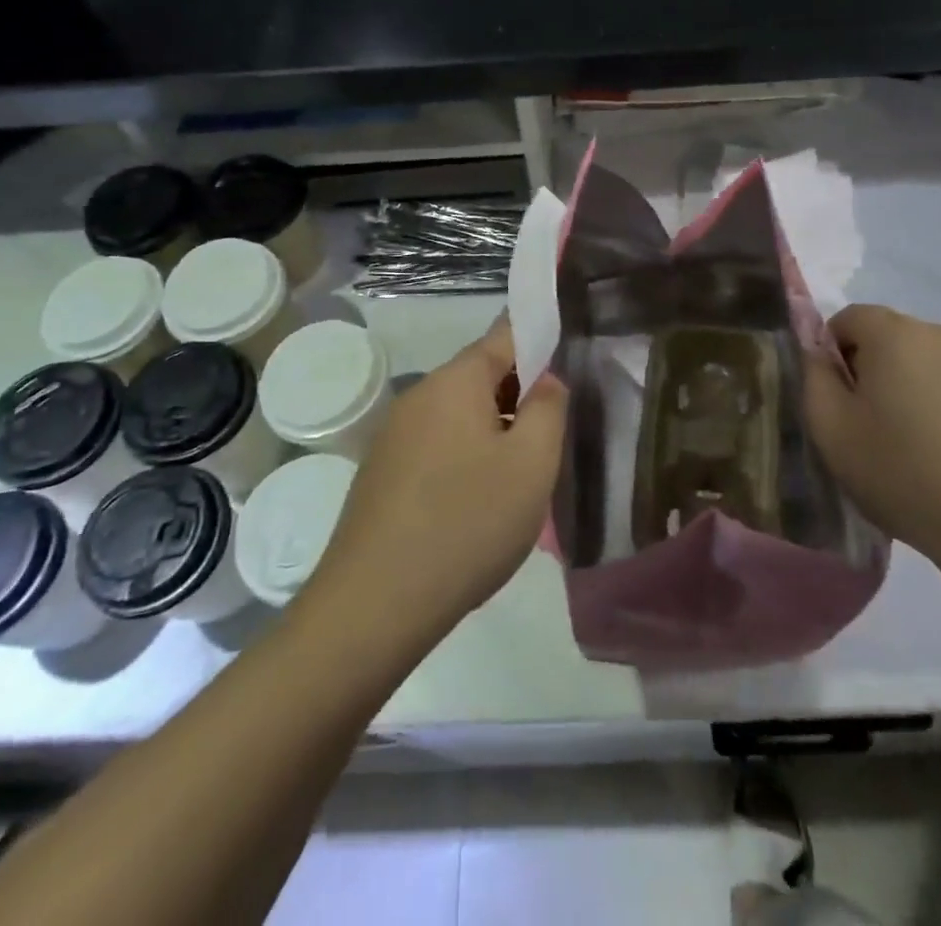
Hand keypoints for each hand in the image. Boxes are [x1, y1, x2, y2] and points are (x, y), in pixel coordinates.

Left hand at [314, 317, 567, 647]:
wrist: (373, 605)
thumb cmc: (467, 523)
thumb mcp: (532, 463)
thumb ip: (548, 408)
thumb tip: (545, 380)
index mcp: (455, 380)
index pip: (505, 335)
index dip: (540, 344)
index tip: (567, 370)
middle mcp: (419, 395)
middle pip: (480, 376)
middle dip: (518, 396)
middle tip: (550, 439)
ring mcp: (393, 434)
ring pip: (459, 414)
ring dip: (492, 431)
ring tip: (517, 478)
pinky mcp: (380, 472)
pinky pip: (435, 445)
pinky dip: (464, 458)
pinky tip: (475, 504)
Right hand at [802, 304, 940, 564]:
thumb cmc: (901, 472)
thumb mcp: (831, 429)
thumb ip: (814, 376)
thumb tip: (817, 351)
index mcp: (895, 334)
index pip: (848, 318)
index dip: (832, 354)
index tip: (836, 400)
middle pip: (888, 337)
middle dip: (870, 370)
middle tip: (867, 425)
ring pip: (924, 362)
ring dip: (908, 387)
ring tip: (910, 443)